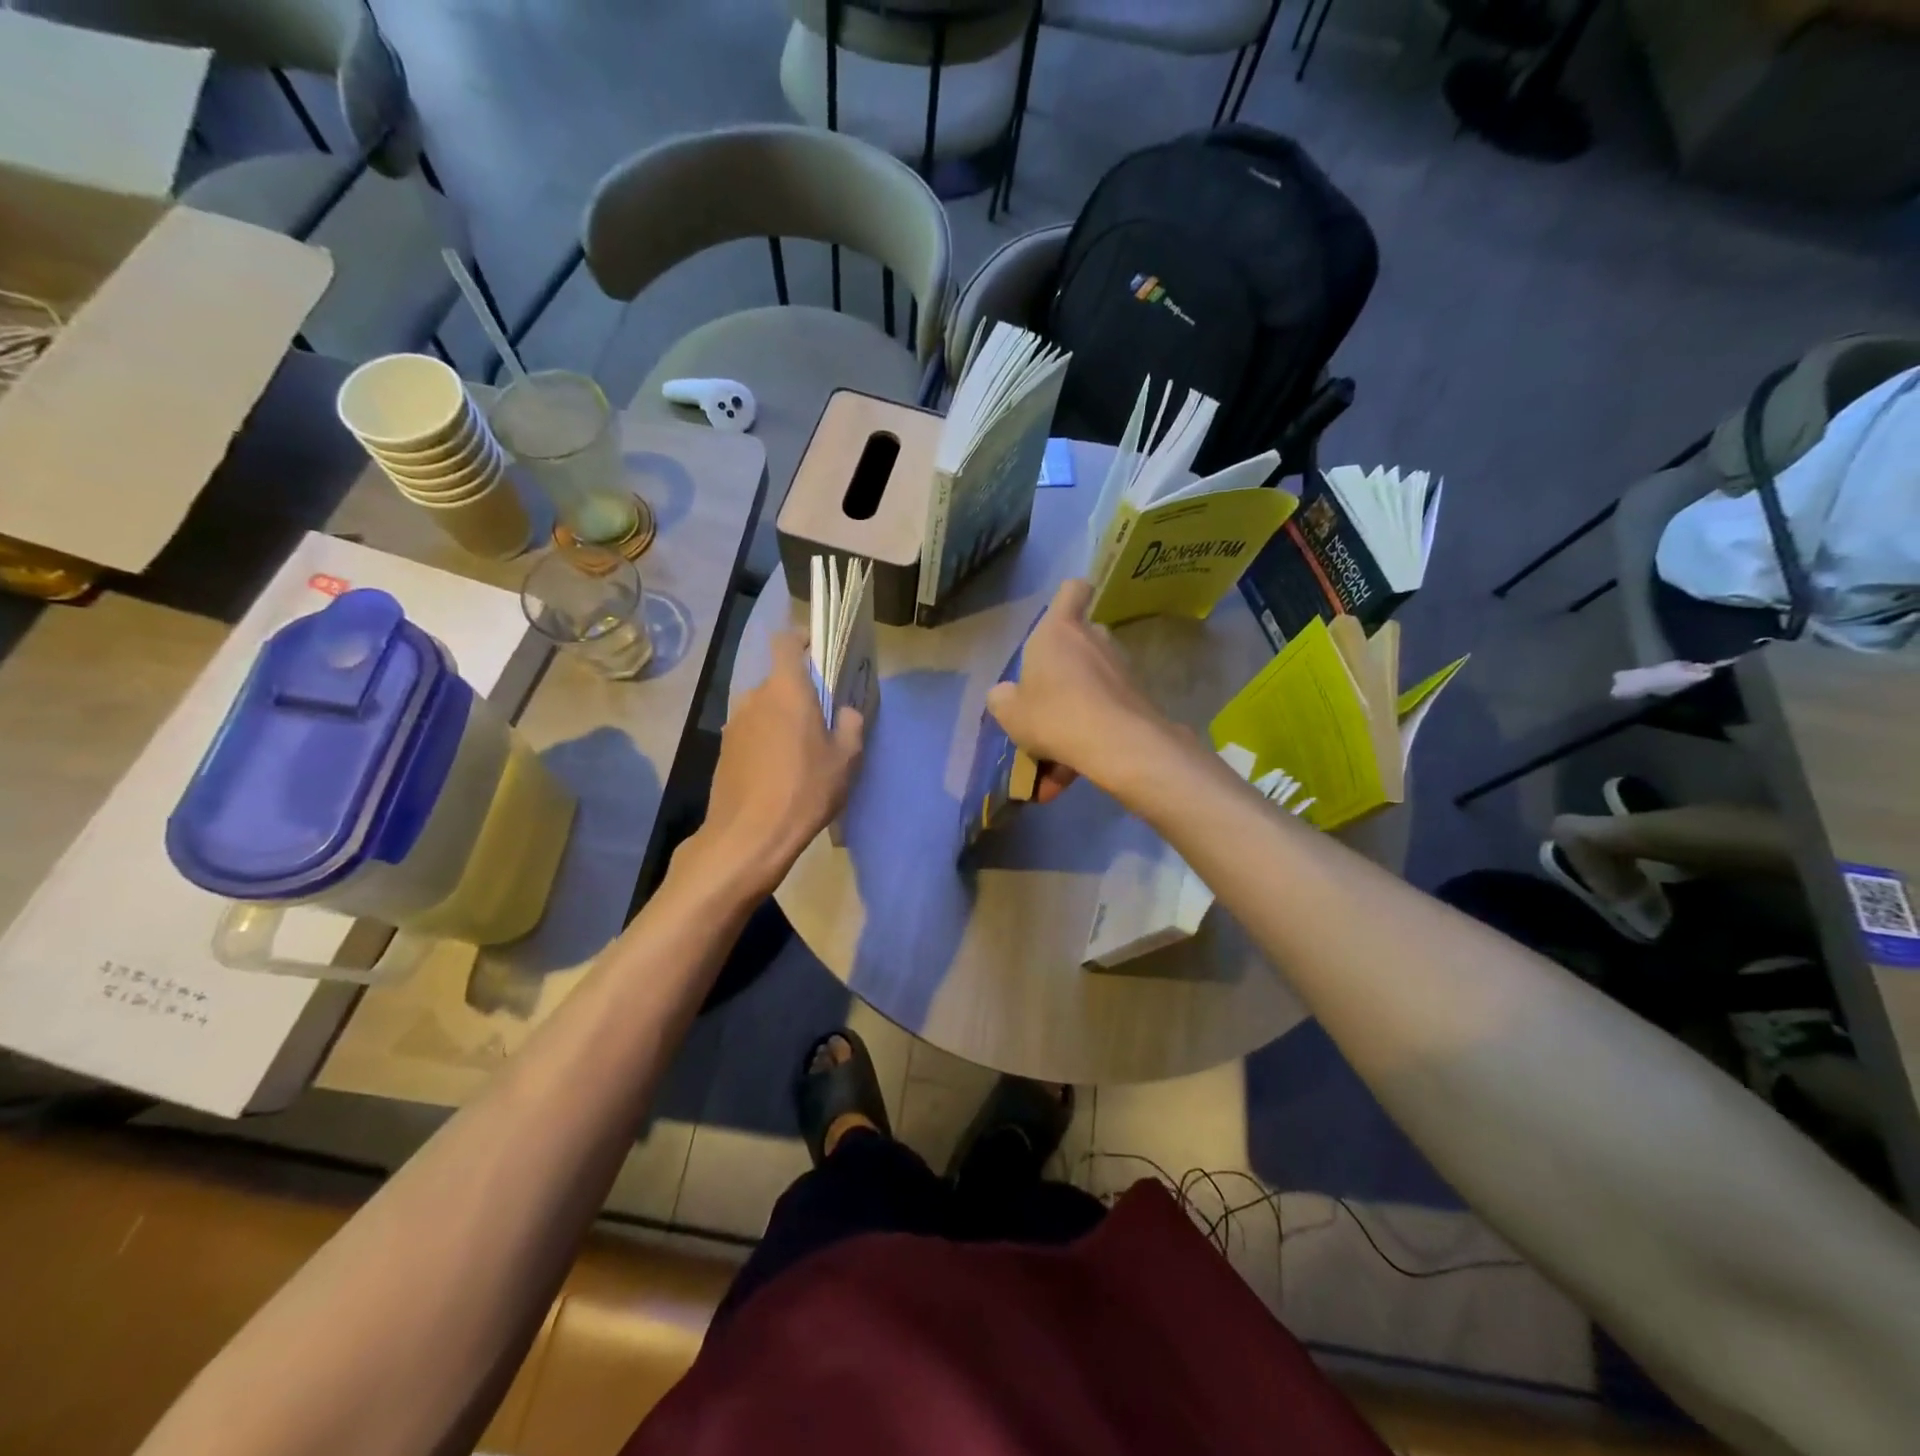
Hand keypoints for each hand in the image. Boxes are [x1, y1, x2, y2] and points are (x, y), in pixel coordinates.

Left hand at [682, 629, 863, 898]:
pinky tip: (780, 772)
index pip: (786, 642)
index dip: (802, 639)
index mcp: (786, 689)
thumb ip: (850, 725)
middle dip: (799, 693)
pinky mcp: (724, 750)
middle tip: (822, 719)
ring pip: (764, 709)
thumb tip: (844, 712)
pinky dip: (766, 741)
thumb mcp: (845, 759)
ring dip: (782, 719)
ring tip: (801, 751)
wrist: (749, 835)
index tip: (819, 651)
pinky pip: (752, 732)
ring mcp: (734, 724)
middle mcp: (754, 697)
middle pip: (778, 681)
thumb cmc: (804, 789)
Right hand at [985, 579, 1173, 801]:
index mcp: (1059, 630)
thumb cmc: (1053, 714)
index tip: (1060, 618)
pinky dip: (1087, 738)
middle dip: (1067, 669)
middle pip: (1082, 641)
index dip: (1068, 598)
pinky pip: (1103, 714)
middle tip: (1047, 702)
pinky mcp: (1137, 699)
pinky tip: (1068, 777)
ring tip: (1053, 757)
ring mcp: (1120, 669)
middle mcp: (1094, 640)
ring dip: (1074, 712)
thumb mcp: (1010, 712)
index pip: (1073, 590)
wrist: (1117, 744)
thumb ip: (1003, 699)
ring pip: (1092, 684)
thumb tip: (1004, 694)